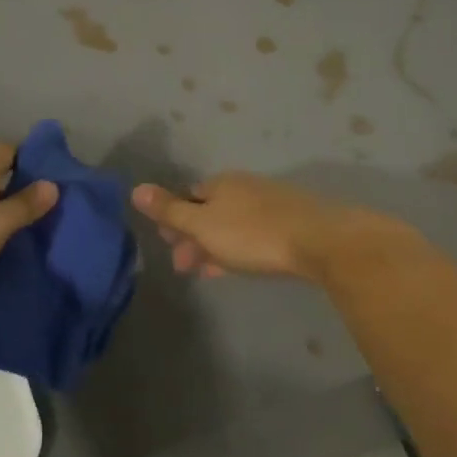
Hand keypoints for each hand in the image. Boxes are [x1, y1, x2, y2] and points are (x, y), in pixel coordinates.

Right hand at [131, 172, 395, 281]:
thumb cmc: (253, 234)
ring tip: (208, 271)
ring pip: (231, 225)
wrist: (321, 241)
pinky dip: (237, 249)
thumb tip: (135, 189)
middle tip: (185, 267)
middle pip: (209, 211)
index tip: (168, 246)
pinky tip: (238, 266)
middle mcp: (243, 187)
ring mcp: (269, 204)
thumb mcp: (203, 225)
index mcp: (220, 184)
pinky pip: (253, 235)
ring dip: (214, 246)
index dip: (174, 221)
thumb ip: (170, 211)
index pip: (187, 197)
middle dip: (193, 237)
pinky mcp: (290, 222)